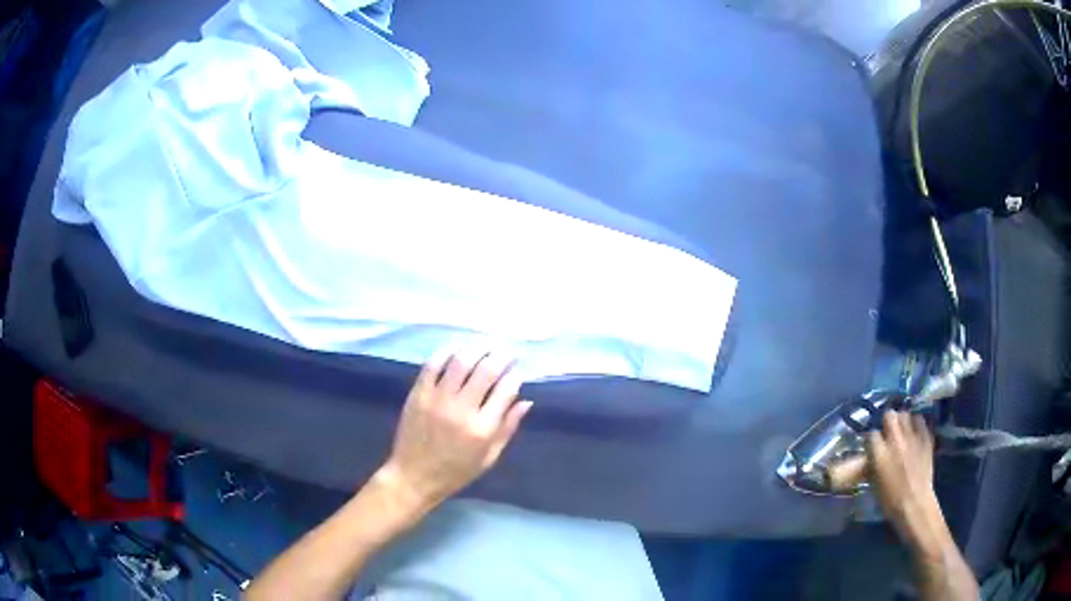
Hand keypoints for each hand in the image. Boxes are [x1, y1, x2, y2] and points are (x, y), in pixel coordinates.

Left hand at [377, 347, 532, 511]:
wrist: (413, 476)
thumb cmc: (456, 471)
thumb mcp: (489, 458)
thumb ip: (507, 428)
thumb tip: (526, 401)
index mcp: (482, 429)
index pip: (506, 390)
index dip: (516, 375)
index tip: (518, 370)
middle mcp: (462, 410)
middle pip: (486, 370)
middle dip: (501, 356)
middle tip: (507, 351)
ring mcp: (437, 399)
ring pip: (461, 361)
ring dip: (477, 349)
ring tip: (486, 346)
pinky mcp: (418, 394)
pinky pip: (433, 365)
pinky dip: (447, 352)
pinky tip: (457, 349)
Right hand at [866, 411, 945, 551]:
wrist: (915, 504)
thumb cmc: (891, 501)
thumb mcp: (874, 484)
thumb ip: (873, 464)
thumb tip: (871, 457)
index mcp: (880, 453)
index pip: (871, 434)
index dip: (872, 439)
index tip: (873, 445)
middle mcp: (895, 440)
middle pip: (889, 415)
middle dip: (888, 422)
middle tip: (888, 432)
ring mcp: (912, 437)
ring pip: (905, 414)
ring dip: (902, 421)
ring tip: (903, 431)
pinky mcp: (925, 438)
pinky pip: (920, 421)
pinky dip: (916, 424)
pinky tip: (915, 433)